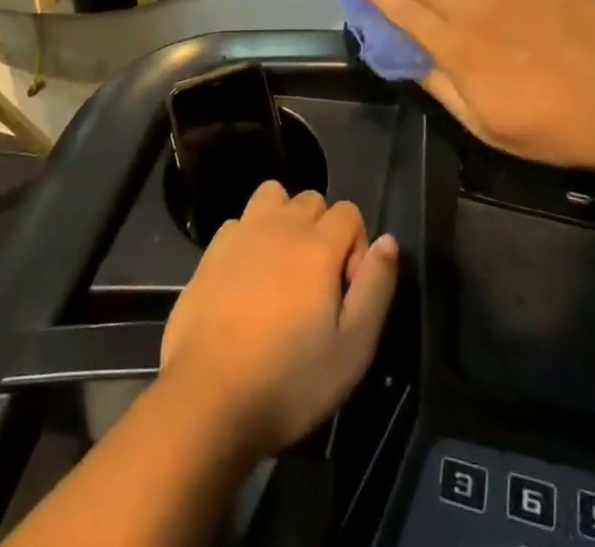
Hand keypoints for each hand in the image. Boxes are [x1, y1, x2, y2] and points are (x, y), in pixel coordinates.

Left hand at [160, 181, 397, 459]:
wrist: (207, 397)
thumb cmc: (288, 380)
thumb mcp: (353, 349)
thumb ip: (376, 288)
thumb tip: (388, 241)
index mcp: (318, 245)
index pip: (349, 212)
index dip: (356, 248)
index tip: (346, 293)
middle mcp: (281, 225)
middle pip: (312, 199)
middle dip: (323, 231)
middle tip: (317, 284)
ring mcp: (242, 233)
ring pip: (273, 196)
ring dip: (285, 220)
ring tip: (283, 268)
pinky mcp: (211, 250)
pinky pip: (240, 222)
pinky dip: (250, 238)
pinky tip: (246, 279)